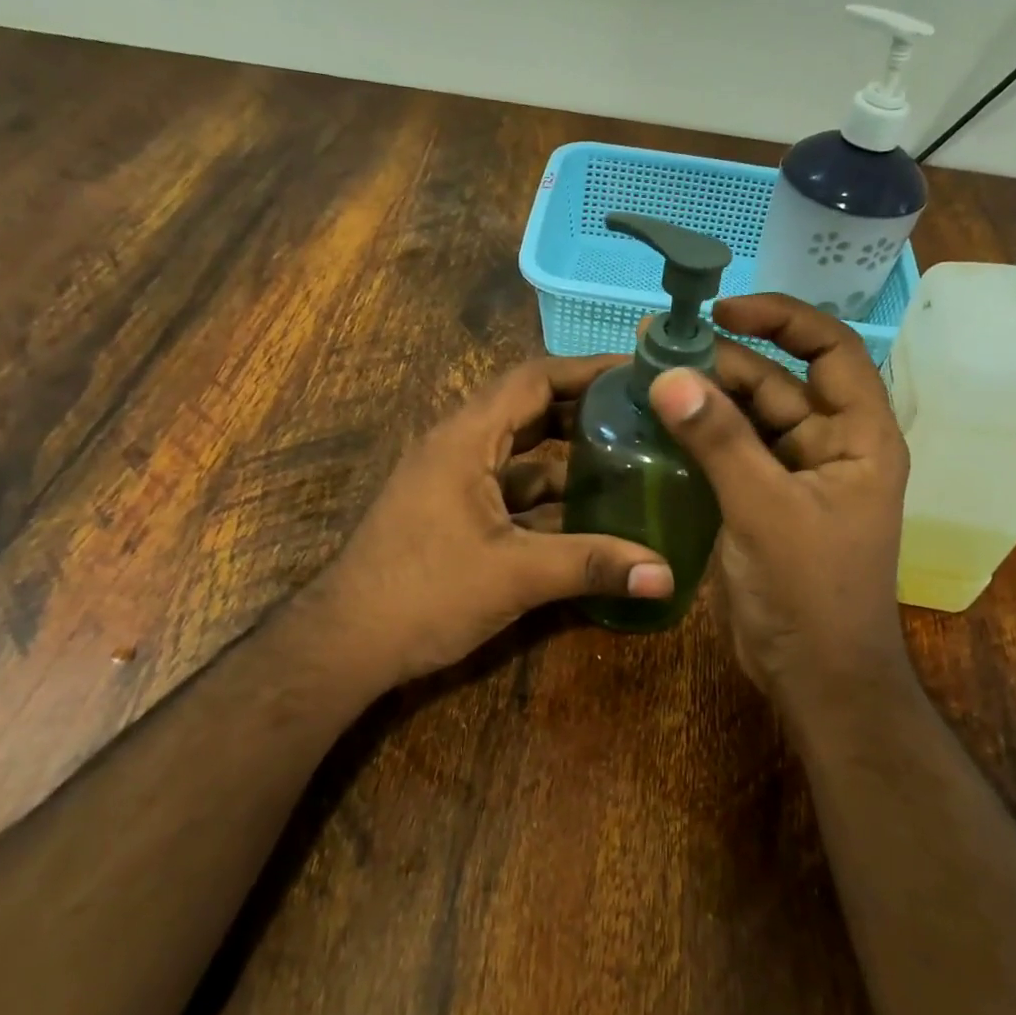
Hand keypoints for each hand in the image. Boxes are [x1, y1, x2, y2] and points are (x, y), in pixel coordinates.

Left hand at [312, 355, 673, 689]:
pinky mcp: (452, 516)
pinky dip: (547, 498)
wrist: (348, 644)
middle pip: (529, 411)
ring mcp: (452, 483)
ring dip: (567, 460)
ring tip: (628, 463)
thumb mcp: (516, 574)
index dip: (586, 370)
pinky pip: (508, 491)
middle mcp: (457, 448)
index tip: (637, 373)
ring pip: (520, 456)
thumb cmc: (425, 593)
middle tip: (643, 418)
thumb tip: (667, 575)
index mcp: (465, 438)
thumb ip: (593, 566)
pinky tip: (587, 518)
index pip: (533, 379)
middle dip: (584, 412)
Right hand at [646, 295, 910, 710]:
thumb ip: (719, 440)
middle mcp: (831, 447)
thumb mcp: (764, 508)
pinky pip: (731, 456)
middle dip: (723, 362)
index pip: (829, 349)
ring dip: (706, 399)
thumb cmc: (810, 590)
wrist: (816, 676)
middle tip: (655, 345)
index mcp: (859, 436)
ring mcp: (795, 478)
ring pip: (749, 420)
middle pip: (778, 383)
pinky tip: (657, 426)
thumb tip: (669, 375)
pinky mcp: (764, 505)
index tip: (721, 310)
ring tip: (647, 377)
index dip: (780, 319)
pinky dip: (700, 439)